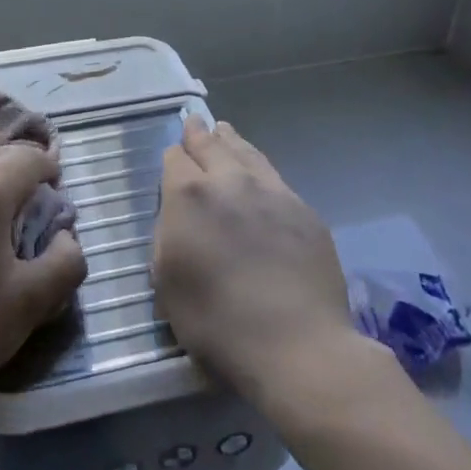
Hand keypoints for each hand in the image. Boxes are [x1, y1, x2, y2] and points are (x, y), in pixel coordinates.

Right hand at [152, 116, 353, 403]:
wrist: (297, 346)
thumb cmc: (217, 322)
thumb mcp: (167, 282)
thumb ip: (167, 235)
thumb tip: (176, 214)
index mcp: (189, 195)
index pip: (174, 157)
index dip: (172, 159)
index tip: (172, 162)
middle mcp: (229, 180)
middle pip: (211, 144)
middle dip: (199, 133)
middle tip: (194, 123)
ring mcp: (271, 191)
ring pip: (246, 152)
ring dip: (231, 142)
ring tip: (225, 132)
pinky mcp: (303, 210)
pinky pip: (274, 177)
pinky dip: (259, 168)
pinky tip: (259, 175)